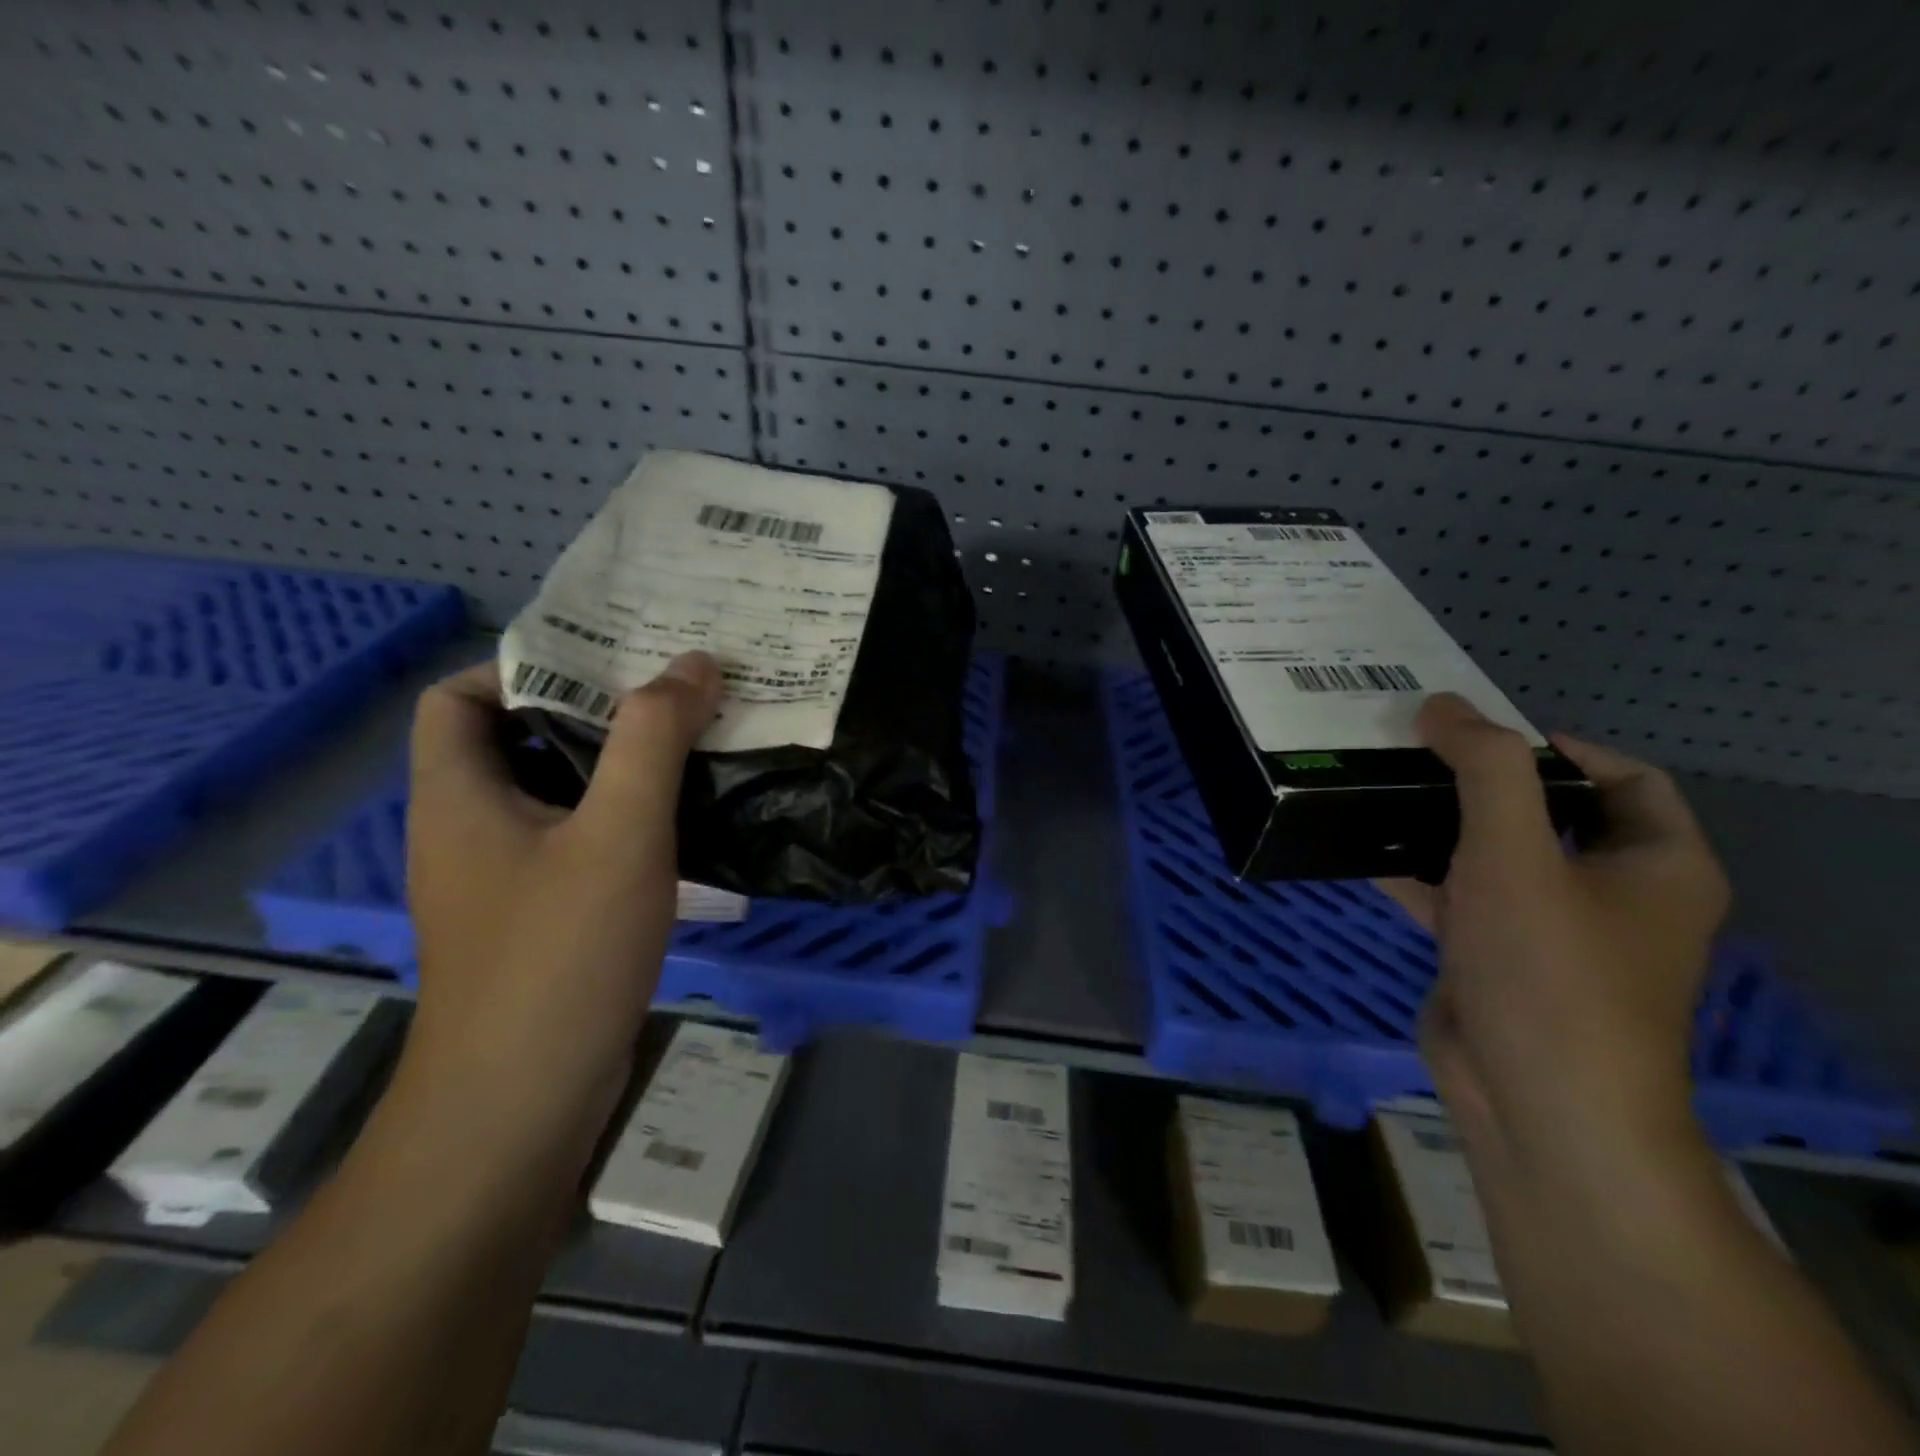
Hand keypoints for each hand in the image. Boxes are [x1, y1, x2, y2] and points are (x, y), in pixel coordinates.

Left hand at [402, 653, 721, 1150]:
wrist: (523, 1107)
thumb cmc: (561, 955)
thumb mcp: (620, 832)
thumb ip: (655, 740)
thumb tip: (694, 664)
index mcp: (459, 796)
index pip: (456, 698)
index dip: (521, 668)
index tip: (604, 665)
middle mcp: (470, 831)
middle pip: (517, 742)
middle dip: (593, 711)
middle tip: (671, 693)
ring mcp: (504, 881)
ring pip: (557, 795)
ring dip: (618, 766)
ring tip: (691, 743)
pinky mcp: (540, 920)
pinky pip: (578, 843)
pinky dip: (624, 820)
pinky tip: (683, 824)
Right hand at [1381, 695, 1730, 1169]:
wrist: (1535, 1102)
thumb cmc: (1550, 970)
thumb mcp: (1517, 853)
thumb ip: (1484, 770)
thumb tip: (1442, 705)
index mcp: (1656, 865)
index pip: (1622, 778)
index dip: (1554, 746)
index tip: (1476, 733)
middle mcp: (1610, 893)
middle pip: (1546, 813)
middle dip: (1478, 781)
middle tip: (1410, 751)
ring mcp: (1547, 930)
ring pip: (1492, 856)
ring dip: (1438, 824)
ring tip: (1375, 788)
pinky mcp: (1494, 958)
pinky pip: (1456, 897)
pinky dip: (1415, 872)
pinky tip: (1360, 848)